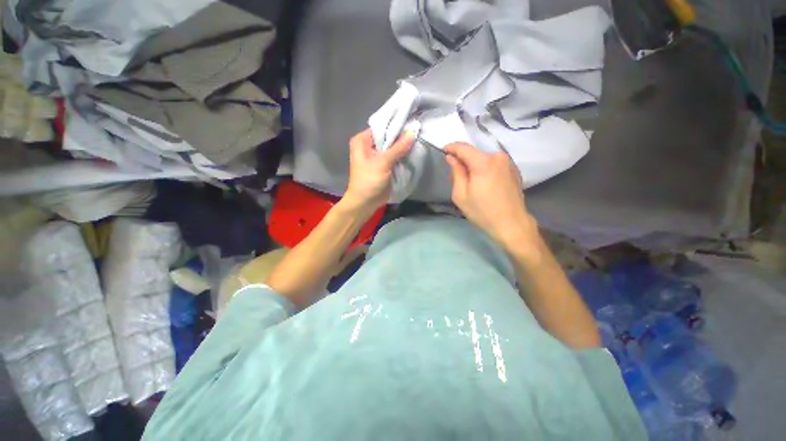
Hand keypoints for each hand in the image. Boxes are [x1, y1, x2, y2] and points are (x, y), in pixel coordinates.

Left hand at [343, 128, 413, 212]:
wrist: (365, 203)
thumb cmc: (369, 181)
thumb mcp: (383, 162)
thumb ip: (398, 147)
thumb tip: (413, 132)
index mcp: (363, 140)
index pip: (382, 127)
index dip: (396, 125)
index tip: (412, 123)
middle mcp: (369, 145)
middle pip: (388, 137)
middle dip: (401, 136)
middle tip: (418, 132)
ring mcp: (376, 156)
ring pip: (392, 147)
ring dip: (403, 147)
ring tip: (418, 140)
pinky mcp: (383, 166)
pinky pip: (394, 157)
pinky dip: (402, 156)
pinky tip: (413, 152)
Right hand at [444, 143, 536, 249]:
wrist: (511, 224)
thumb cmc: (482, 211)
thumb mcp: (461, 195)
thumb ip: (456, 173)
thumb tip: (451, 158)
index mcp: (484, 162)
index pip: (463, 147)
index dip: (451, 148)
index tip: (443, 151)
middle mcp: (498, 157)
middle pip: (474, 153)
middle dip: (463, 160)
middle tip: (456, 175)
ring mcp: (508, 162)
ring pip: (484, 158)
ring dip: (474, 165)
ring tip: (470, 182)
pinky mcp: (514, 169)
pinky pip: (494, 164)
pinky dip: (485, 169)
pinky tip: (484, 184)